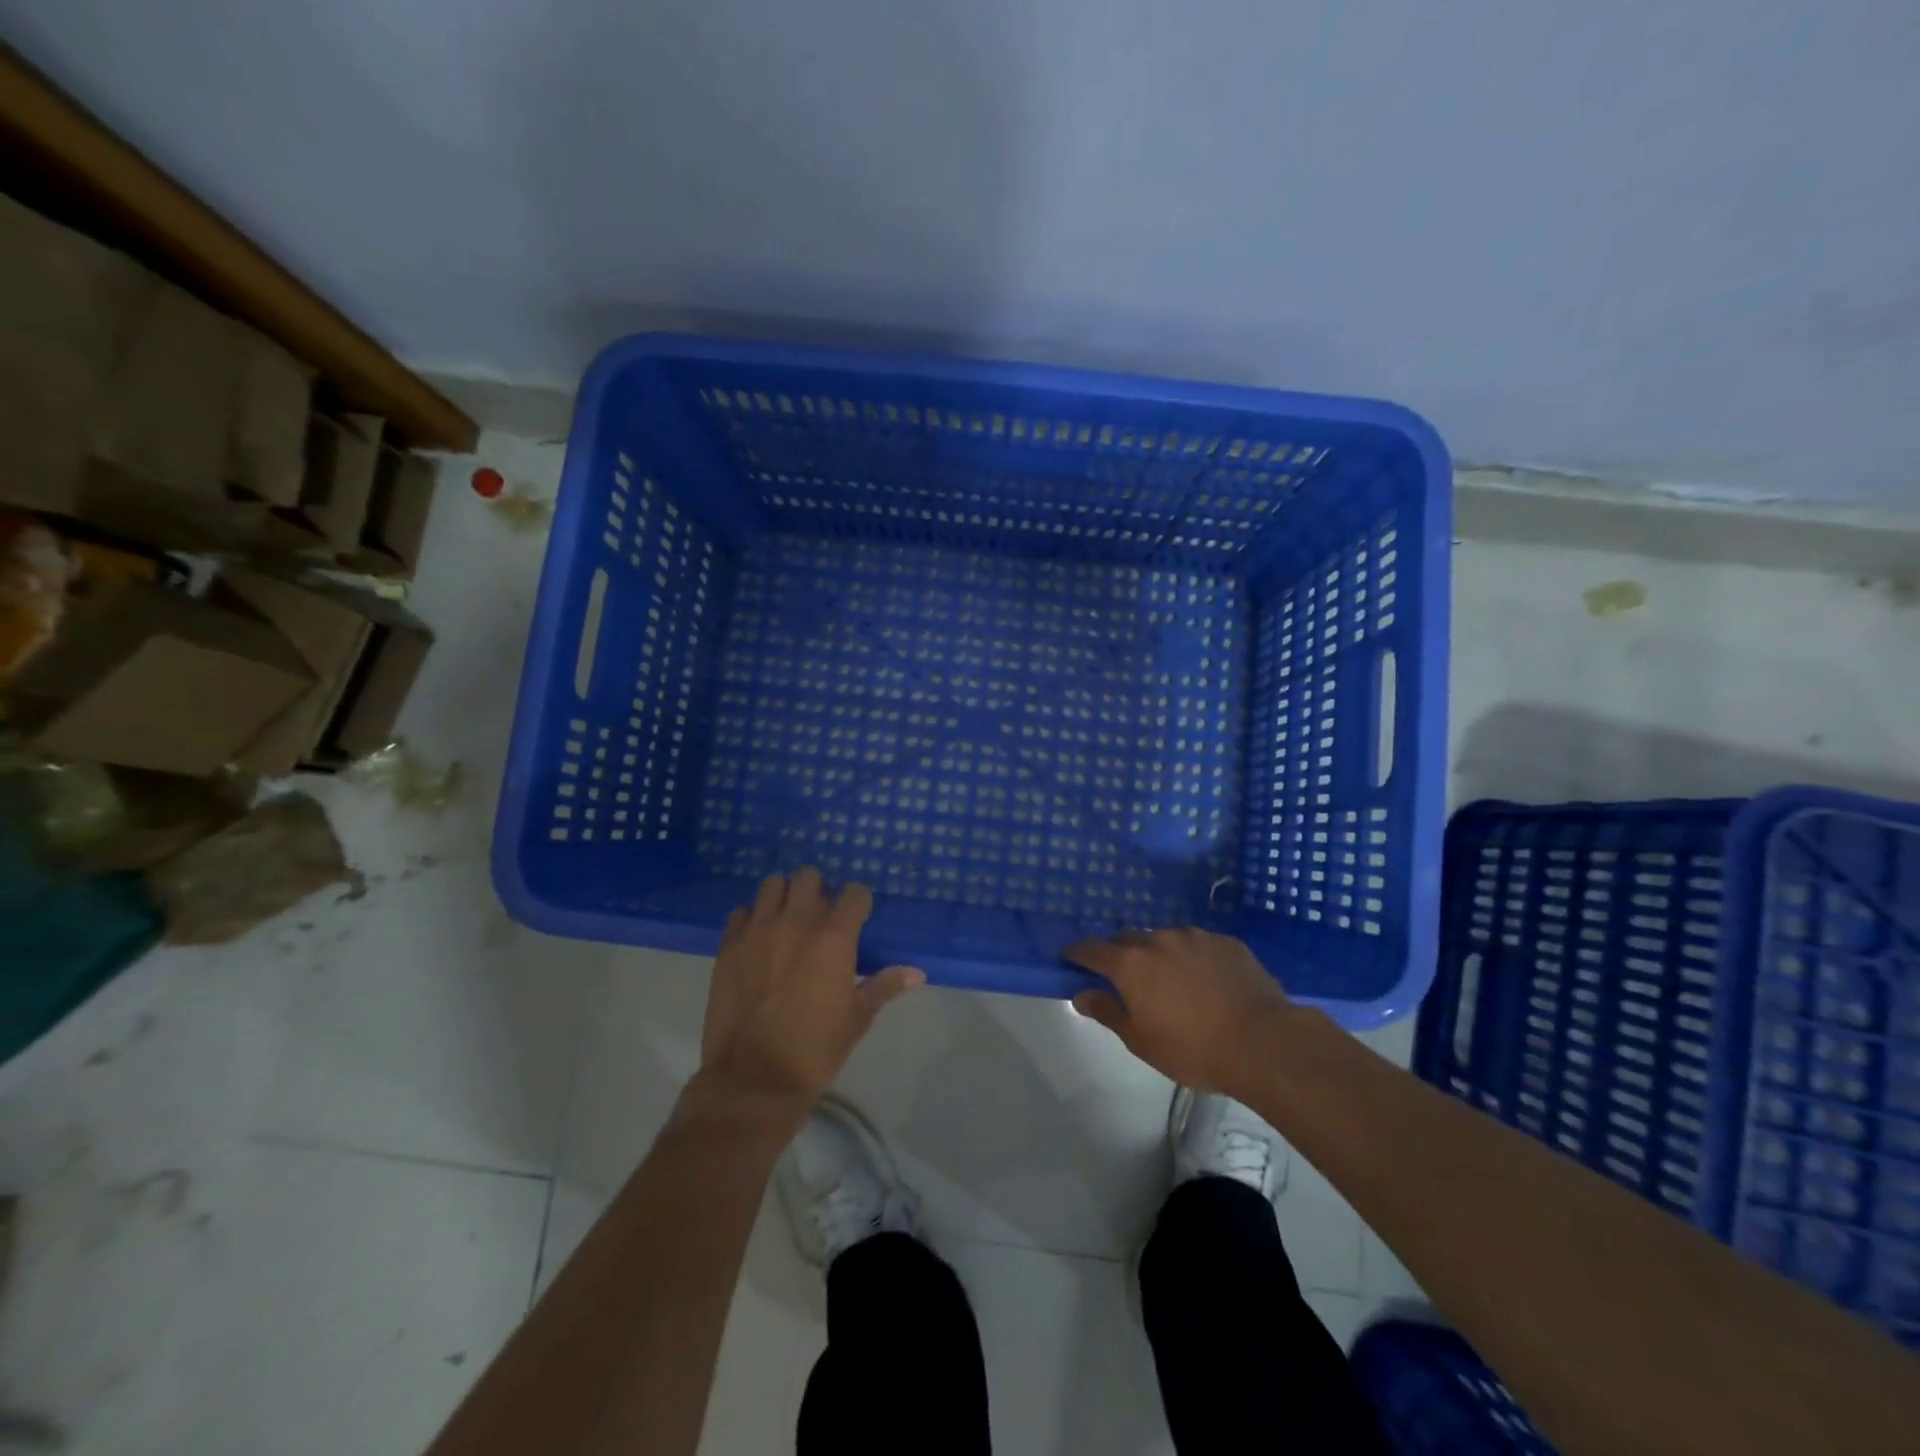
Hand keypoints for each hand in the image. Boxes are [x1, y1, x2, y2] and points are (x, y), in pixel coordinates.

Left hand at [699, 868, 923, 1110]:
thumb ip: (885, 985)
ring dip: (783, 896)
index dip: (859, 902)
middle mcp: (796, 922)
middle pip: (809, 877)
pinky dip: (751, 919)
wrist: (754, 1078)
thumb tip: (917, 973)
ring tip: (786, 918)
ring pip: (772, 885)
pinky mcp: (729, 946)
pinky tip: (757, 939)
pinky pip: (740, 913)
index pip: (855, 893)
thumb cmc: (816, 1048)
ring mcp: (758, 930)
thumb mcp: (858, 1018)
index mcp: (834, 937)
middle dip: (818, 890)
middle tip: (820, 915)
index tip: (858, 916)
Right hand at [1065, 928, 1295, 1094]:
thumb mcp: (1142, 1041)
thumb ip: (1108, 1012)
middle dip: (1120, 953)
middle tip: (1126, 978)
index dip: (1078, 953)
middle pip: (1127, 938)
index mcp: (1131, 964)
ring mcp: (1194, 936)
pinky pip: (1198, 944)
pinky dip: (1192, 957)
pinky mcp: (1226, 941)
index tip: (1072, 960)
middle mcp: (1158, 939)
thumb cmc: (1194, 1049)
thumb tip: (1081, 994)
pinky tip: (1206, 981)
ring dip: (1159, 954)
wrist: (1263, 1041)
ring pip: (1164, 939)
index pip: (1091, 949)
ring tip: (1172, 981)